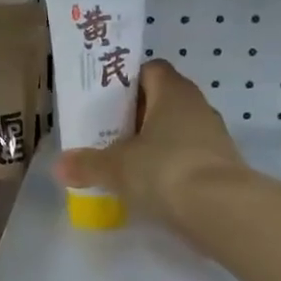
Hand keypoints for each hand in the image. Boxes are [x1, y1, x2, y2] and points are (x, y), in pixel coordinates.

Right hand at [55, 59, 246, 236]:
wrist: (221, 210)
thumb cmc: (164, 170)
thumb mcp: (116, 167)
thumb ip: (87, 164)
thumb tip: (60, 166)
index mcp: (173, 92)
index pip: (151, 70)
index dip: (127, 81)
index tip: (105, 101)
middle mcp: (197, 107)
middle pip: (162, 101)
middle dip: (135, 116)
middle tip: (106, 134)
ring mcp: (213, 137)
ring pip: (176, 131)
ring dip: (153, 144)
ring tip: (124, 164)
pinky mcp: (221, 167)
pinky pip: (187, 158)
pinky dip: (168, 168)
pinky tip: (148, 187)